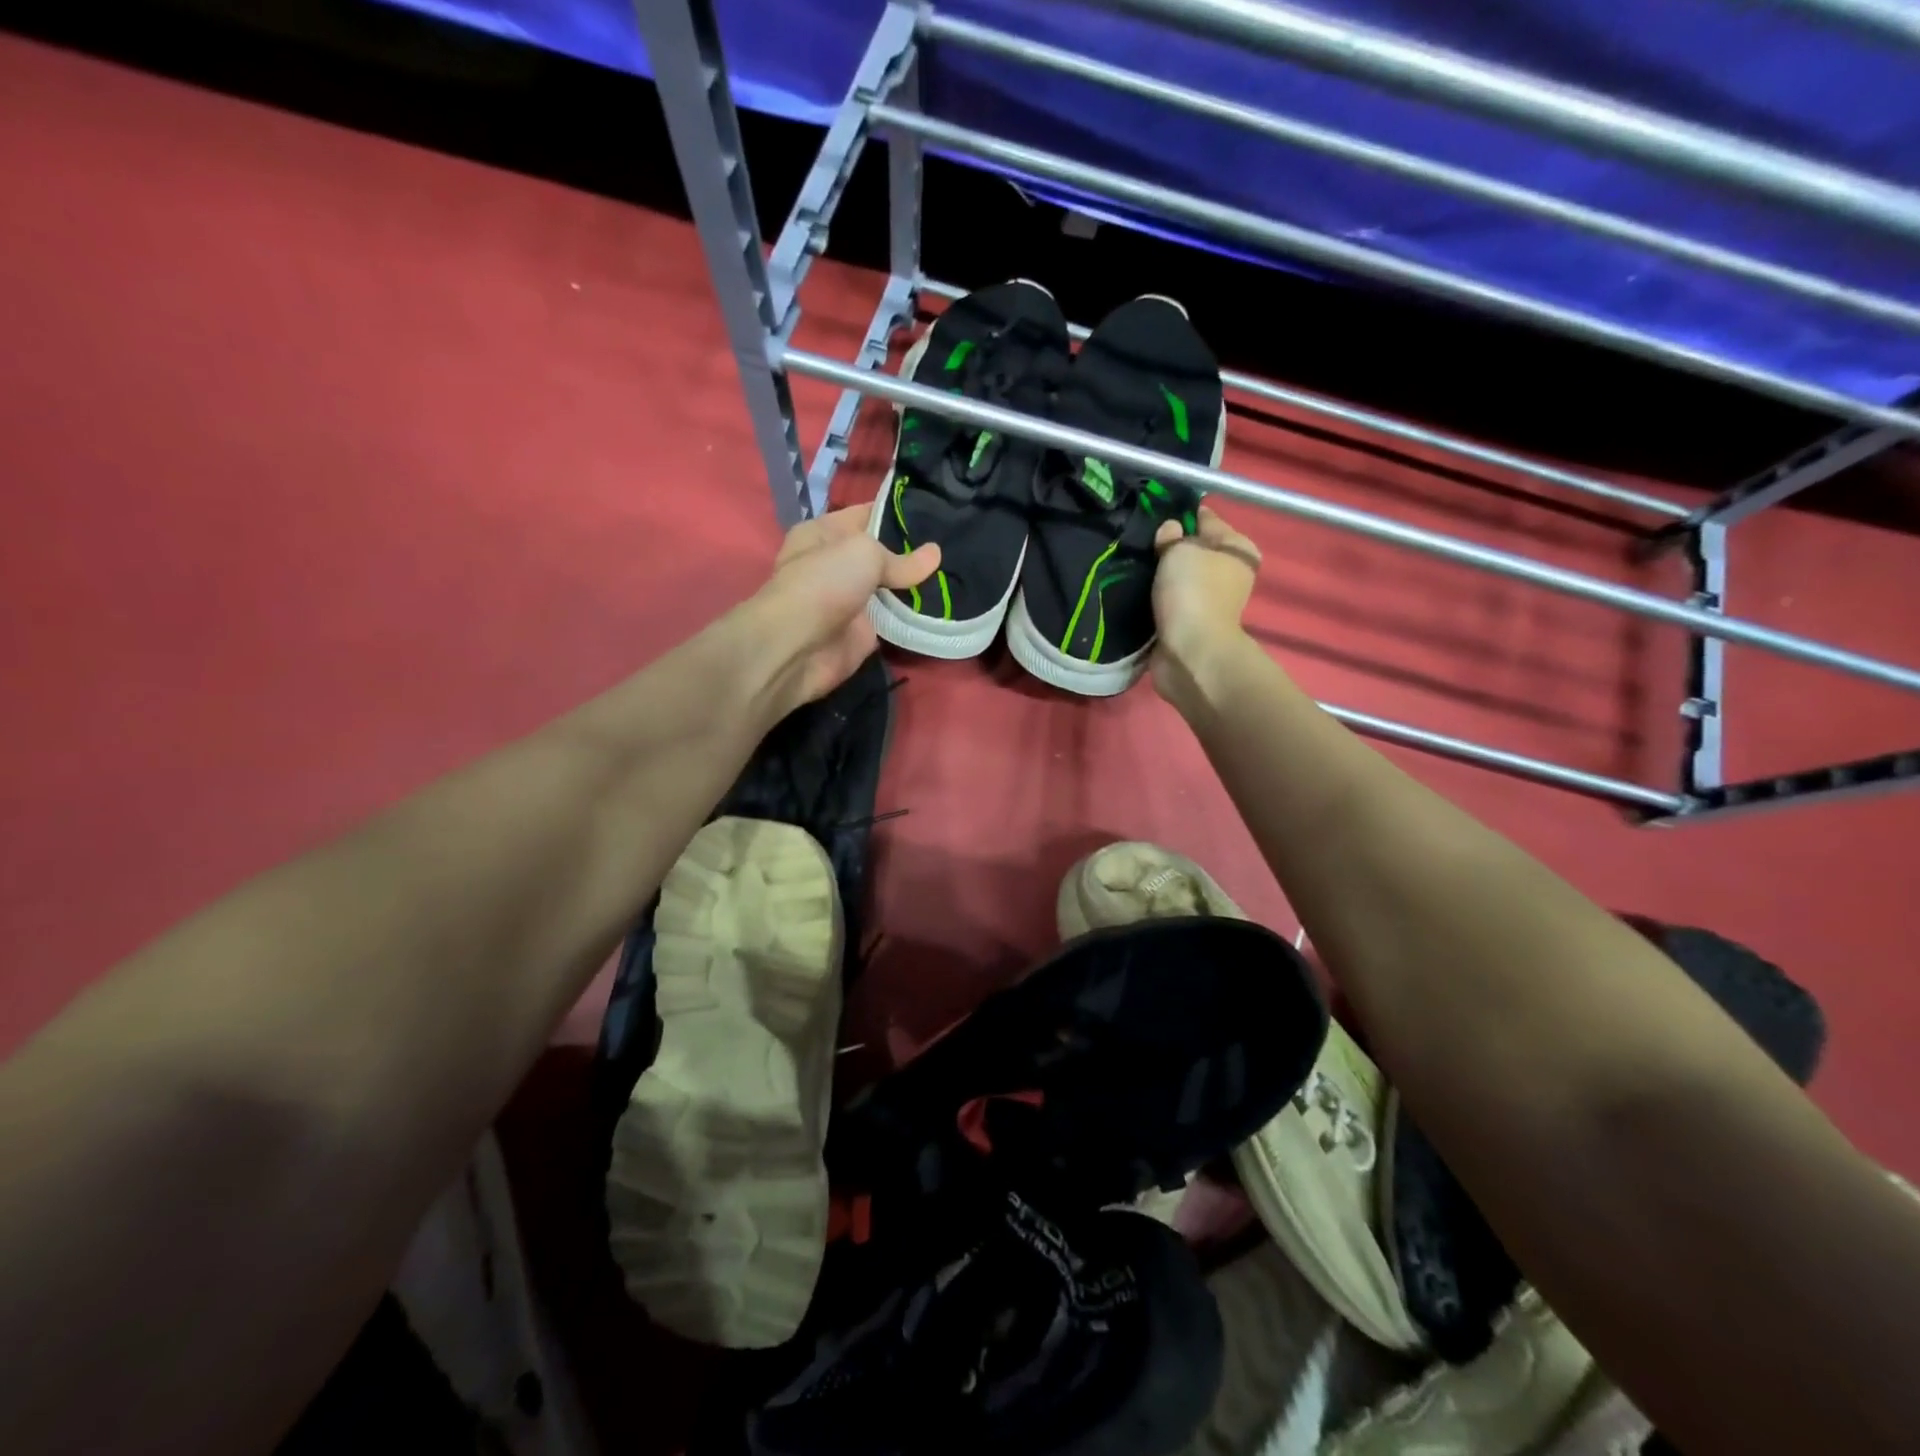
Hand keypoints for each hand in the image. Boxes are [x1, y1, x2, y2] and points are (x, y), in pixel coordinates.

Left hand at [746, 504, 939, 714]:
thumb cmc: (824, 583)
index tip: (938, 511)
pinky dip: (915, 614)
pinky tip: (948, 601)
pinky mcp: (864, 630)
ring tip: (957, 569)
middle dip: (914, 550)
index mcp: (823, 533)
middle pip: (883, 552)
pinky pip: (896, 617)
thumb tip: (935, 554)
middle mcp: (836, 563)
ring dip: (919, 583)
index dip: (900, 512)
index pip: (868, 514)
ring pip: (892, 586)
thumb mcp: (864, 553)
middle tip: (954, 541)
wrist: (800, 646)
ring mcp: (850, 599)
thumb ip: (901, 558)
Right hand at [1150, 505, 1261, 708]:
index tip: (1149, 513)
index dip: (1179, 514)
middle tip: (1136, 542)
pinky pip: (1167, 601)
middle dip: (1166, 547)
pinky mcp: (1189, 623)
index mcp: (1238, 548)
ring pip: (1178, 577)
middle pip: (1192, 549)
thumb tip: (1170, 531)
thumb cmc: (1193, 593)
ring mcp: (1209, 600)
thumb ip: (1172, 536)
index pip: (1206, 518)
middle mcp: (1228, 572)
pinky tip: (1133, 591)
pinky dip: (1153, 599)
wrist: (1190, 653)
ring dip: (1158, 575)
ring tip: (1130, 565)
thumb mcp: (1180, 550)